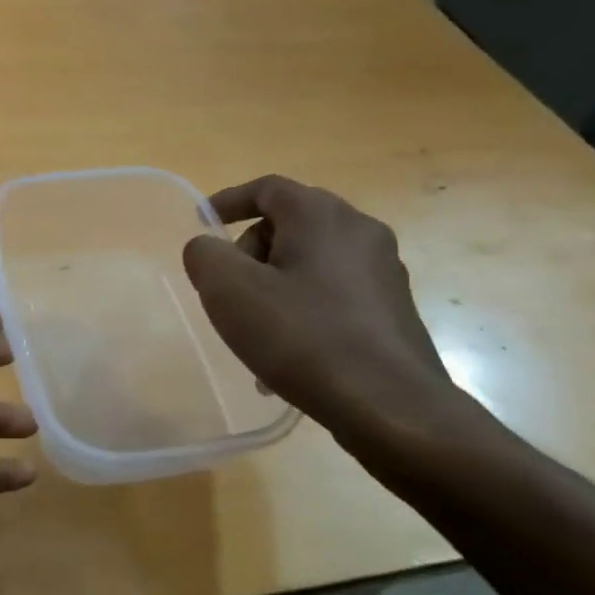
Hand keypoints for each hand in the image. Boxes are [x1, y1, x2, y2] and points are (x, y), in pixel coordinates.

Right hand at [182, 176, 455, 439]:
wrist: (389, 405)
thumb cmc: (301, 337)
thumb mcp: (230, 291)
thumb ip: (205, 256)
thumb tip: (208, 247)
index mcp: (321, 216)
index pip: (268, 188)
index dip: (229, 200)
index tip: (202, 221)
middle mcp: (360, 232)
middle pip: (290, 224)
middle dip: (250, 252)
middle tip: (228, 291)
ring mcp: (383, 272)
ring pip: (311, 264)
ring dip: (274, 287)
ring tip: (254, 334)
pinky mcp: (392, 309)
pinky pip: (333, 295)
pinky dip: (302, 310)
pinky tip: (289, 355)